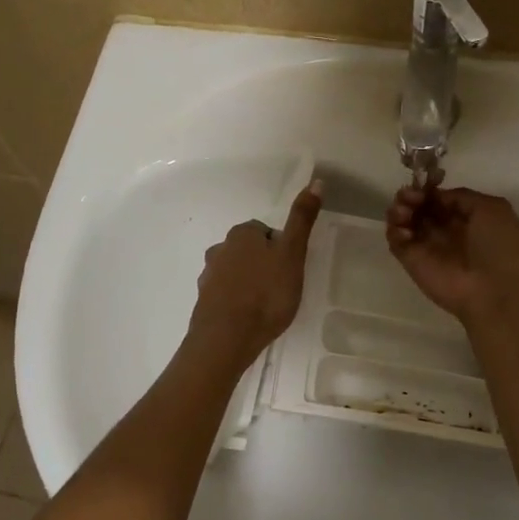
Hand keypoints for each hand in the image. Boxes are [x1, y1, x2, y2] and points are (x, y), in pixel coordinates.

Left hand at [188, 182, 322, 367]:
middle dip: (262, 264)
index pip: (266, 232)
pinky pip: (224, 295)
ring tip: (265, 305)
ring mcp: (208, 276)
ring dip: (248, 283)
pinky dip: (235, 302)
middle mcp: (220, 249)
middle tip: (281, 288)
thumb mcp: (292, 254)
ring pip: (234, 272)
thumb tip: (316, 181)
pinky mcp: (203, 302)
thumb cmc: (266, 293)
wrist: (227, 338)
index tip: (290, 269)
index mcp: (242, 234)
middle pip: (248, 251)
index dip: (281, 249)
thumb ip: (302, 220)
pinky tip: (248, 319)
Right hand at [385, 183, 518, 322]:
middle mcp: (444, 230)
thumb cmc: (497, 246)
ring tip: (404, 211)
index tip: (422, 184)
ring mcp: (427, 246)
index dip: (428, 189)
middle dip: (410, 196)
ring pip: (404, 221)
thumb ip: (461, 196)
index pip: (438, 199)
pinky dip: (394, 230)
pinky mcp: (412, 261)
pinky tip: (404, 230)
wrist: (493, 289)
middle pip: (418, 207)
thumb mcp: (491, 208)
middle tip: (408, 196)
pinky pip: (396, 241)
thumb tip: (436, 197)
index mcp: (465, 218)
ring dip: (399, 210)